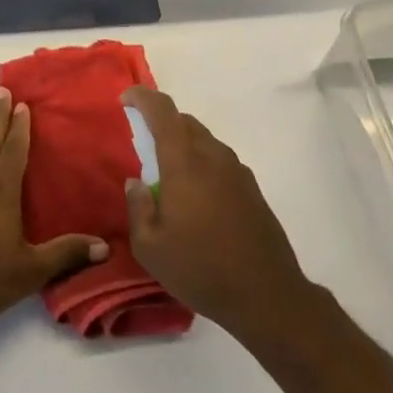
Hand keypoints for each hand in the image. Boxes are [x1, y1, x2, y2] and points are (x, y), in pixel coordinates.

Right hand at [122, 86, 311, 340]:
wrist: (266, 295)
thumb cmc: (200, 269)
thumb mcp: (150, 247)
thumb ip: (138, 208)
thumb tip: (136, 183)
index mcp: (185, 162)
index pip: (163, 111)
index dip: (143, 98)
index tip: (126, 99)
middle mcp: (213, 156)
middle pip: (185, 122)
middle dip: (162, 122)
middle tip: (144, 142)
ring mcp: (237, 171)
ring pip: (204, 141)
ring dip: (184, 144)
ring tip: (169, 174)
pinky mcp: (252, 189)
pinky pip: (219, 161)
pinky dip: (202, 163)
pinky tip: (197, 197)